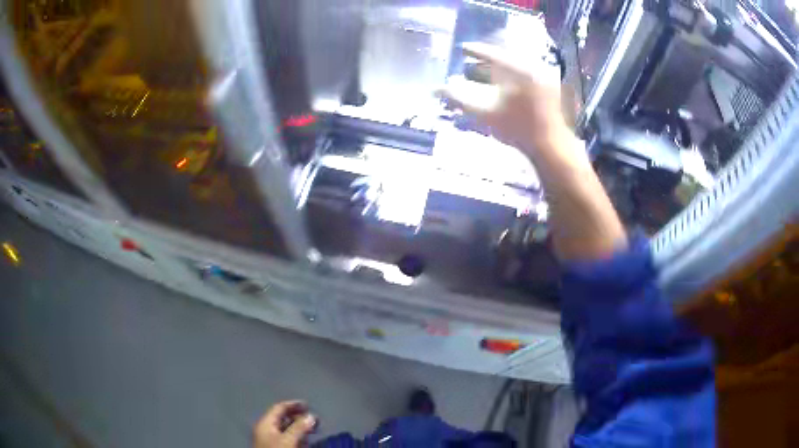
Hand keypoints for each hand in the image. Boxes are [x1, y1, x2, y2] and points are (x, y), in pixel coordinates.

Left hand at [254, 401, 316, 447]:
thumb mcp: (288, 440)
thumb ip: (299, 427)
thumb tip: (311, 416)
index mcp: (265, 423)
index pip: (278, 408)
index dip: (293, 404)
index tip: (308, 404)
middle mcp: (266, 429)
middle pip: (282, 418)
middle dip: (298, 416)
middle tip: (313, 418)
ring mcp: (270, 439)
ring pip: (285, 428)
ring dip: (299, 427)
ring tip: (312, 429)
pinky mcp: (276, 447)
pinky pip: (287, 438)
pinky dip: (297, 436)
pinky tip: (305, 440)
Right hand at [439, 42, 566, 155]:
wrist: (551, 146)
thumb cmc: (517, 130)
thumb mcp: (484, 114)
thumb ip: (459, 99)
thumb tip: (435, 90)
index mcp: (516, 70)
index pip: (491, 53)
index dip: (474, 50)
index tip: (462, 48)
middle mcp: (530, 67)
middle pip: (504, 56)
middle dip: (486, 59)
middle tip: (471, 62)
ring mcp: (542, 76)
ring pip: (516, 64)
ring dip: (499, 67)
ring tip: (485, 73)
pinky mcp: (549, 87)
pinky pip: (526, 72)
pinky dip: (512, 75)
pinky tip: (503, 84)